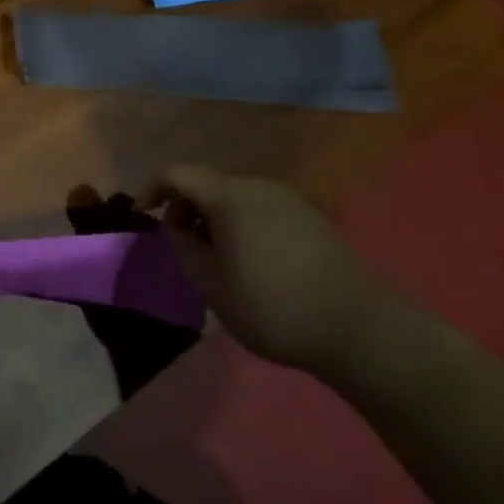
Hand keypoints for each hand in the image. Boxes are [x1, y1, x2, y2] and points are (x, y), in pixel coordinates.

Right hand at [146, 166, 390, 373]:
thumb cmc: (273, 306)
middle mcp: (258, 185)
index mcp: (229, 195)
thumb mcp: (212, 284)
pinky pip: (261, 208)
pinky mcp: (312, 218)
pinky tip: (250, 258)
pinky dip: (242, 222)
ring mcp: (289, 199)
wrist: (361, 329)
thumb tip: (178, 229)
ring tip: (214, 254)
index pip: (178, 173)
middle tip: (179, 242)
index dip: (153, 188)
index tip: (142, 214)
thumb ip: (184, 249)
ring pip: (236, 195)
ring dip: (215, 216)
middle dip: (186, 206)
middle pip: (208, 182)